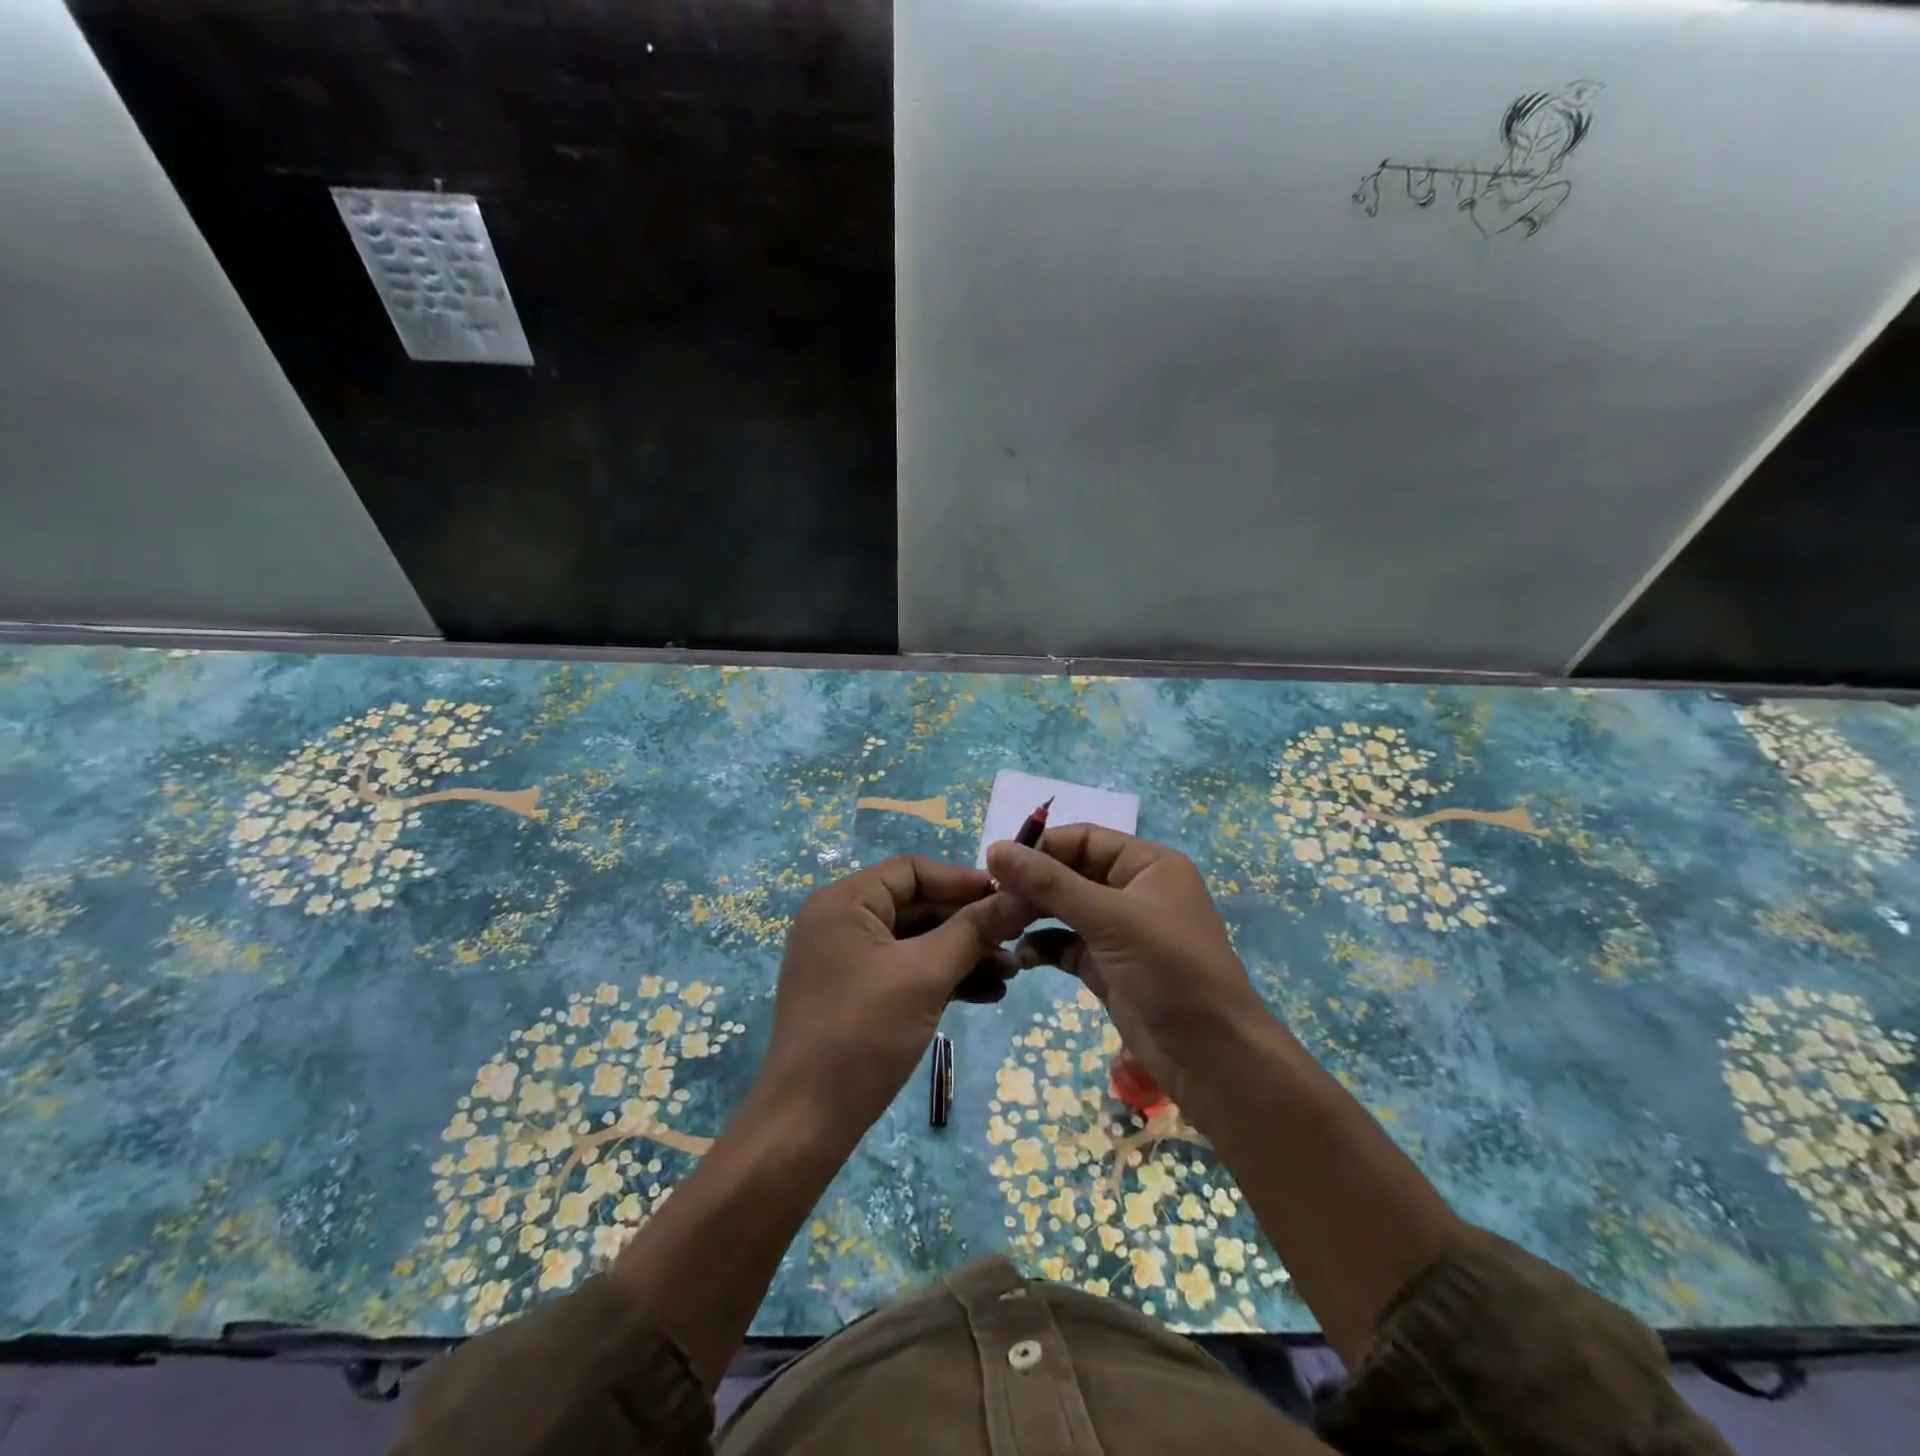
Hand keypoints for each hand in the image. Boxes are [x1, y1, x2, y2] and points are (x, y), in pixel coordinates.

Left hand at [760, 855, 1028, 1136]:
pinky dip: (942, 979)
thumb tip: (1021, 895)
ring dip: (963, 954)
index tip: (1010, 900)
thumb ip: (974, 930)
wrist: (807, 1124)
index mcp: (844, 902)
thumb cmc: (863, 1034)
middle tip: (1017, 942)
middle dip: (969, 926)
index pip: (912, 870)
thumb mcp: (925, 975)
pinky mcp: (855, 992)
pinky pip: (906, 970)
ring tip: (1011, 975)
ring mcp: (846, 959)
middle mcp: (841, 921)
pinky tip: (986, 995)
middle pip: (917, 905)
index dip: (963, 881)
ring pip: (916, 941)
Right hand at [985, 826, 1272, 1111]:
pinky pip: (1066, 945)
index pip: (1083, 839)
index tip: (995, 864)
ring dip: (1033, 915)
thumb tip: (994, 848)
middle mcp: (1133, 890)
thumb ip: (1051, 883)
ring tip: (999, 926)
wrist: (1213, 1058)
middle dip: (1033, 885)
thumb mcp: (1110, 919)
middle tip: (992, 899)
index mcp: (1147, 864)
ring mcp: (1120, 930)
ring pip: (1065, 909)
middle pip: (1070, 873)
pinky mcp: (1108, 966)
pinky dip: (1043, 947)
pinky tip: (1021, 957)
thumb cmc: (1170, 971)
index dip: (1040, 848)